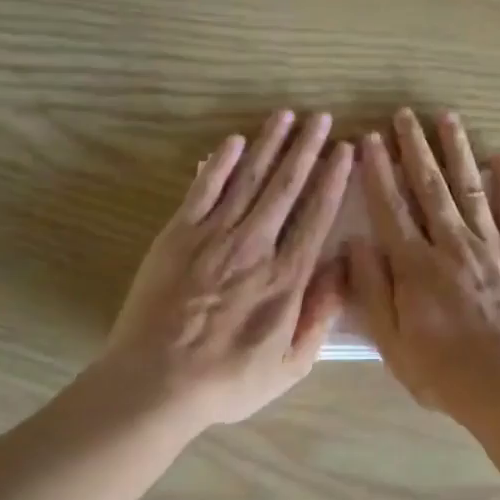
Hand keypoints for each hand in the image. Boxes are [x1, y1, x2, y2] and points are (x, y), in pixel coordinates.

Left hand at [102, 110, 353, 427]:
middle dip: (307, 148)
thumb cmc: (227, 381)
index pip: (316, 215)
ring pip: (248, 179)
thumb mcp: (290, 365)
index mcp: (286, 278)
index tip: (345, 150)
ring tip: (287, 116)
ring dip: (270, 144)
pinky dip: (220, 164)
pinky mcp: (177, 236)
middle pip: (286, 186)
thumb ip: (320, 314)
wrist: (154, 384)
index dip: (333, 179)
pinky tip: (235, 141)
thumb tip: (344, 267)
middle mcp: (255, 246)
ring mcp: (213, 237)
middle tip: (322, 117)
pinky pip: (203, 190)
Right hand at [347, 109, 499, 415]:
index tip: (370, 140)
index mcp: (416, 265)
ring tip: (446, 119)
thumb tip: (355, 242)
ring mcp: (490, 244)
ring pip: (469, 187)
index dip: (379, 172)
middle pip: (430, 186)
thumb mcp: (392, 342)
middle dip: (415, 148)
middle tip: (405, 115)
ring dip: (456, 150)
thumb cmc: (444, 372)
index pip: (391, 207)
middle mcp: (451, 243)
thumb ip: (372, 289)